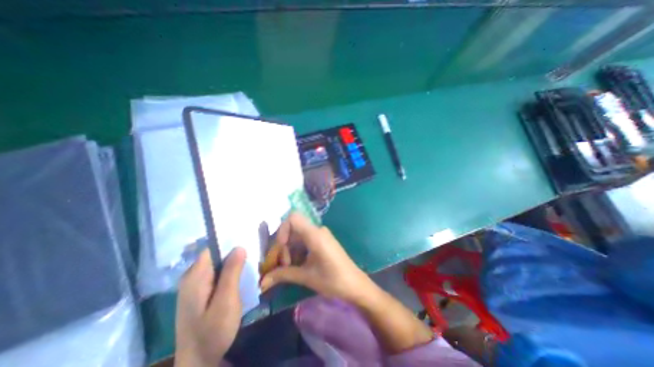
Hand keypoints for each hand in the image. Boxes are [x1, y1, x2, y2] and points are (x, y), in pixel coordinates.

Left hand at [176, 246, 245, 366]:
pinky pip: (218, 273)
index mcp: (195, 276)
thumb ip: (232, 272)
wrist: (198, 361)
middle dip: (235, 252)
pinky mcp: (202, 291)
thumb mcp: (226, 301)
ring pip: (219, 264)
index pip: (213, 247)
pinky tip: (242, 275)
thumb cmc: (212, 332)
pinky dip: (231, 271)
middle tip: (255, 251)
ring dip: (235, 262)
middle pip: (217, 255)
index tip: (249, 239)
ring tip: (252, 261)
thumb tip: (239, 246)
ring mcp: (196, 284)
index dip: (231, 241)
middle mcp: (193, 276)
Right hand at [259, 212, 378, 303]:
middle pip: (293, 229)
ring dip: (290, 250)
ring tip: (288, 269)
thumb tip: (262, 281)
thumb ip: (283, 275)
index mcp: (315, 235)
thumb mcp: (307, 277)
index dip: (282, 230)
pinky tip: (297, 266)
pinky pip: (305, 240)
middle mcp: (317, 231)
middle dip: (284, 246)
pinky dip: (297, 251)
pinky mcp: (322, 241)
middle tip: (283, 266)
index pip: (293, 218)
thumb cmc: (333, 280)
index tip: (280, 248)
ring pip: (298, 236)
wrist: (355, 285)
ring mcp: (321, 235)